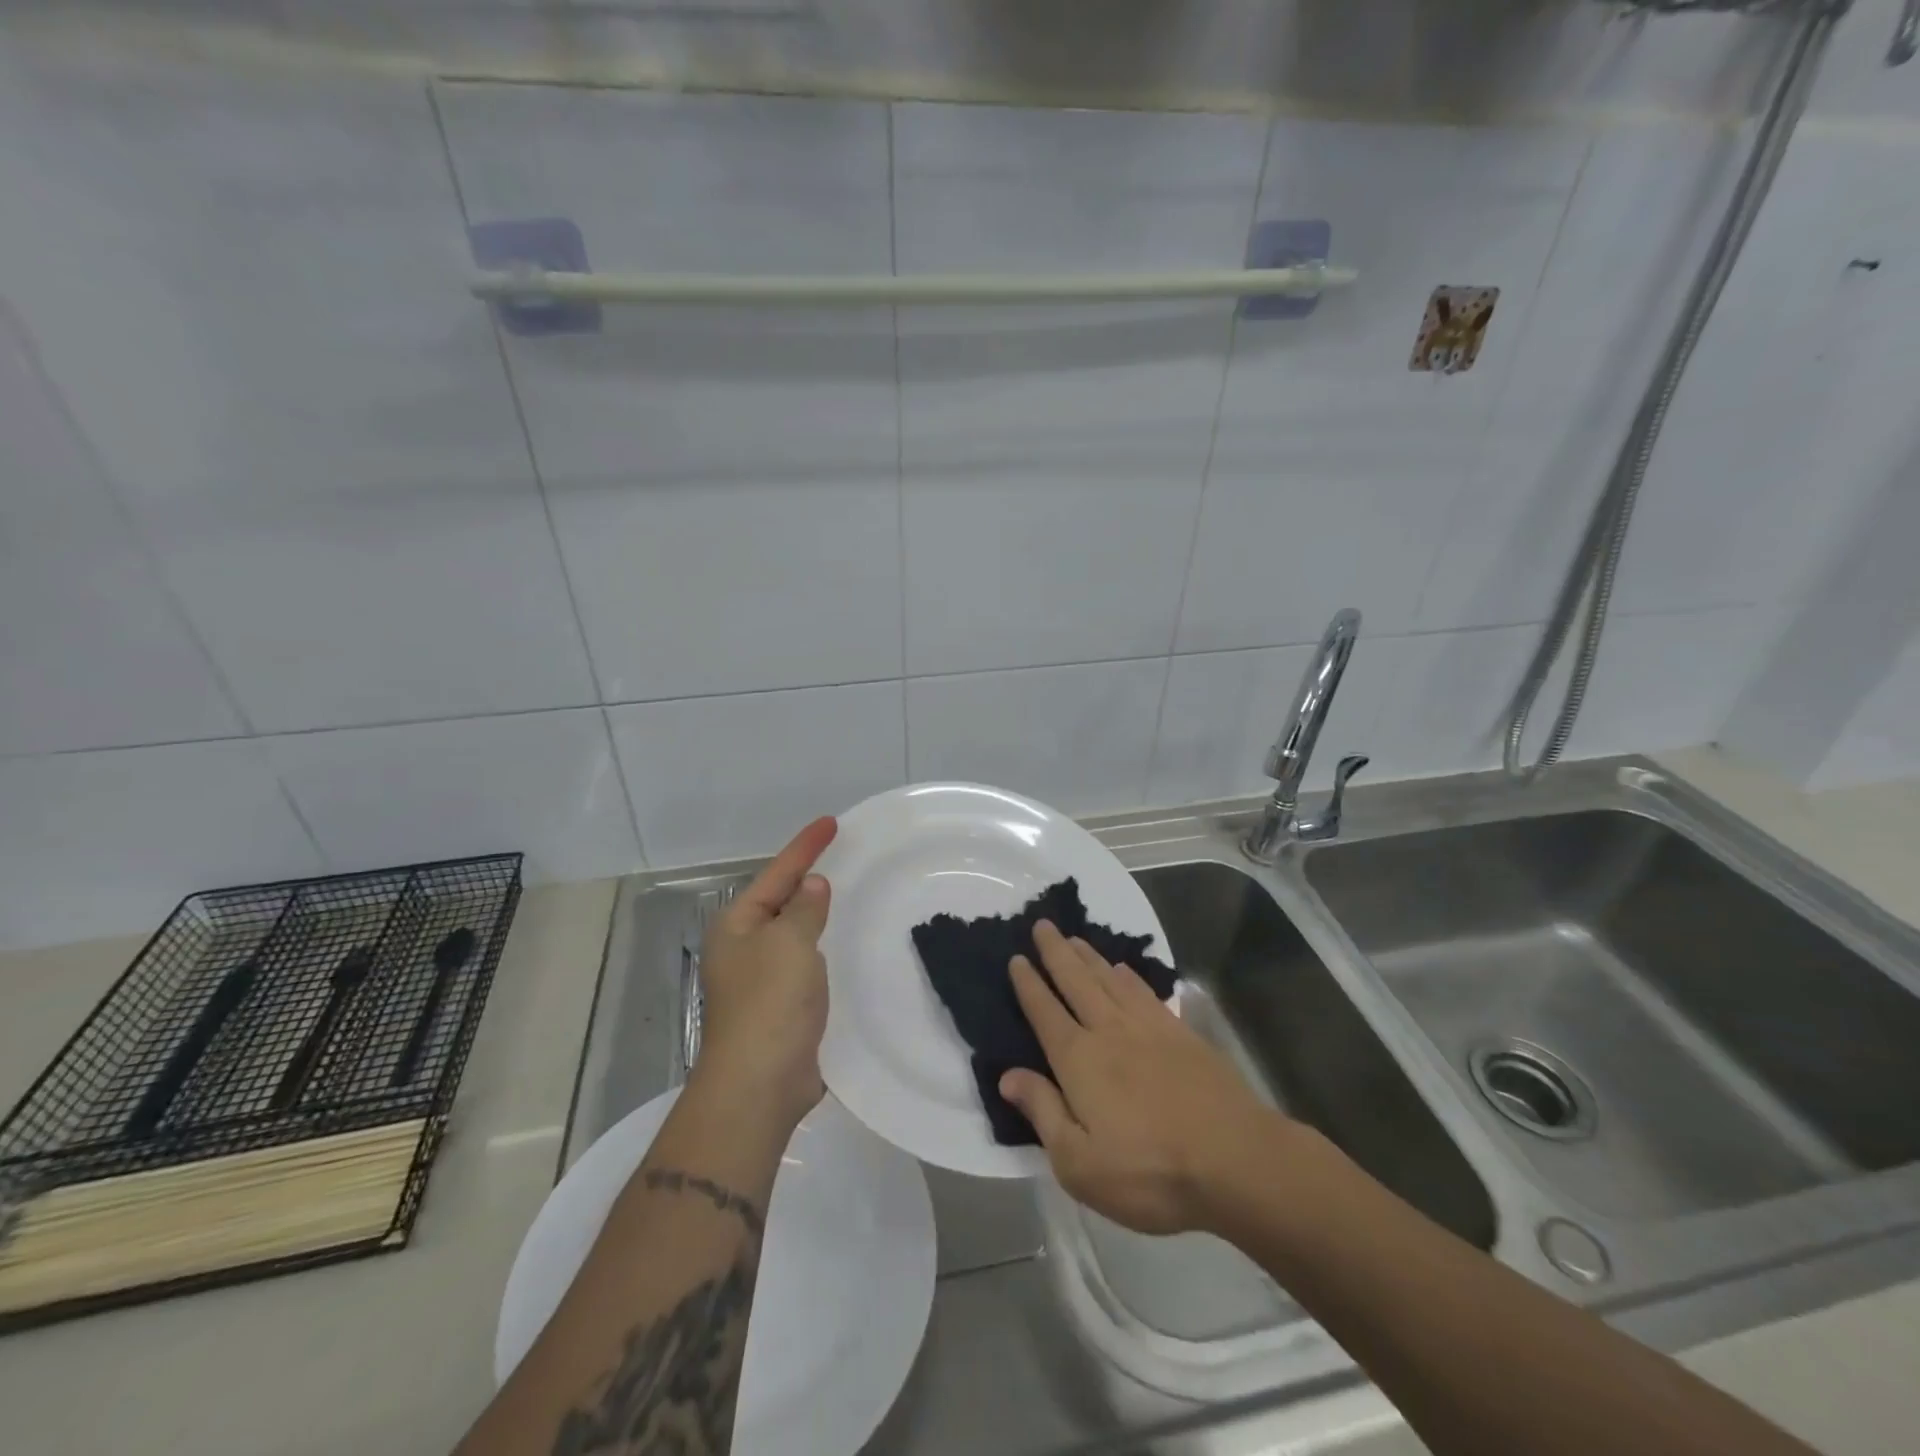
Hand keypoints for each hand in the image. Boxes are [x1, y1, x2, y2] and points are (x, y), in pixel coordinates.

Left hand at [690, 816, 837, 1129]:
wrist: (760, 1084)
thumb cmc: (770, 1002)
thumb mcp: (790, 942)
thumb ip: (805, 908)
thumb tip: (812, 886)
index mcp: (737, 925)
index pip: (777, 873)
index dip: (805, 846)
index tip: (832, 822)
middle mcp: (744, 947)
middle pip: (782, 900)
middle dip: (809, 878)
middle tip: (844, 855)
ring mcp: (762, 979)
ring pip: (796, 933)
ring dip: (819, 915)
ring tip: (850, 892)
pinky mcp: (782, 1006)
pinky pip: (807, 963)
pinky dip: (826, 948)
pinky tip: (848, 944)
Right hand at [999, 920, 1289, 1235]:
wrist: (1234, 1159)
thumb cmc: (1149, 1172)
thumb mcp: (1079, 1163)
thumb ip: (1042, 1112)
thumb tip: (1007, 1075)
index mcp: (1078, 1060)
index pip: (1044, 1012)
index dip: (1028, 984)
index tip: (1016, 958)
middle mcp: (1108, 1031)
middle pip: (1075, 981)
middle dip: (1055, 952)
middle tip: (1042, 924)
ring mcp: (1147, 1027)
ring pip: (1108, 979)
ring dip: (1087, 956)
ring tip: (1073, 937)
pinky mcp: (1180, 1033)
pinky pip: (1144, 991)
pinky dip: (1127, 975)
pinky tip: (1122, 968)